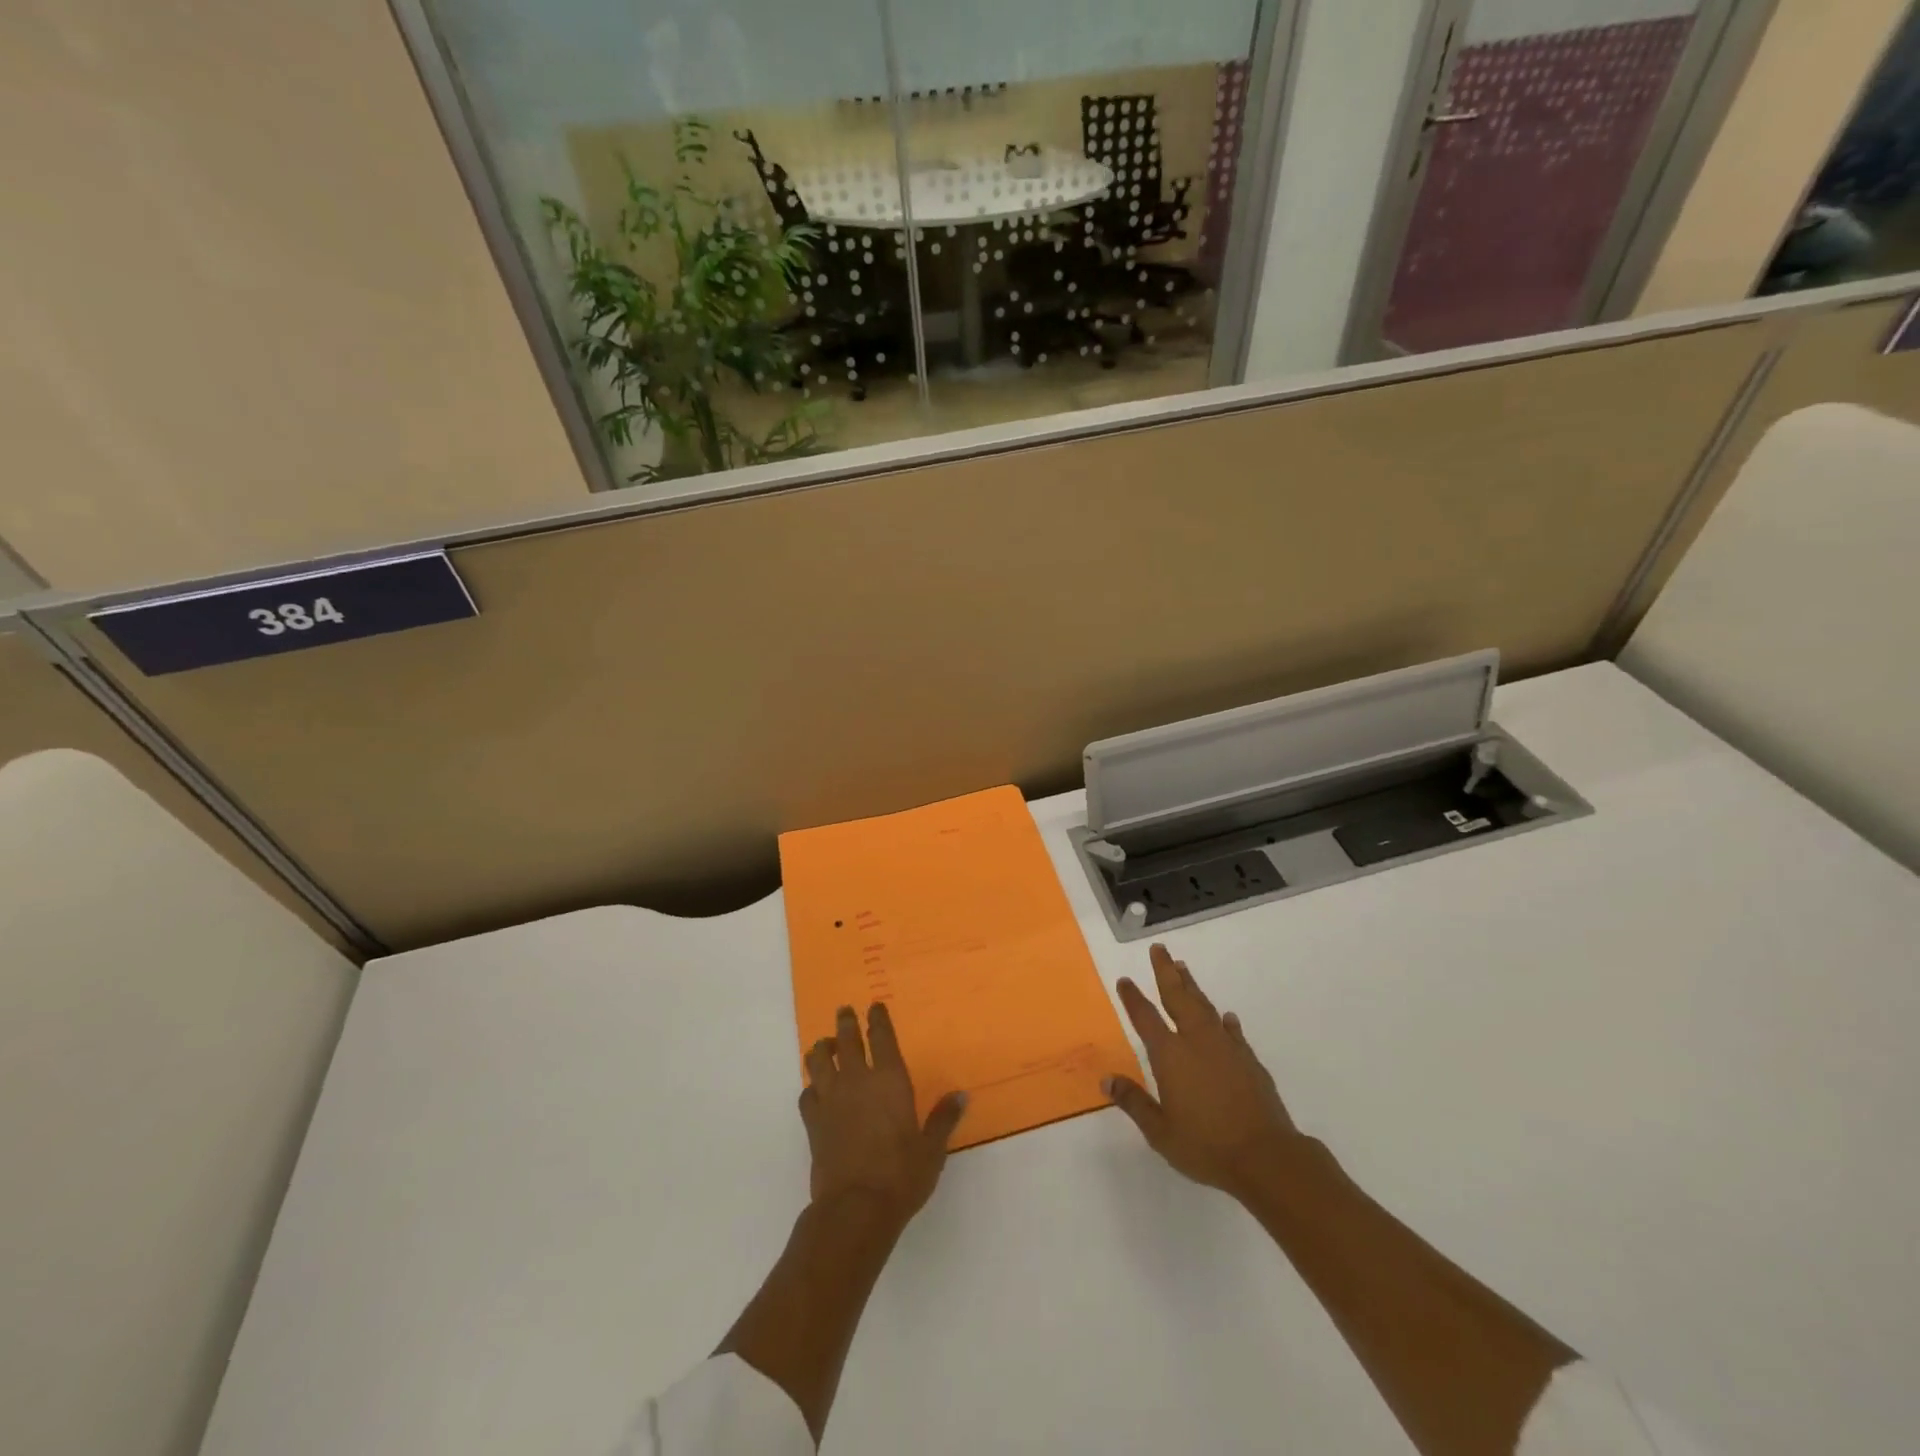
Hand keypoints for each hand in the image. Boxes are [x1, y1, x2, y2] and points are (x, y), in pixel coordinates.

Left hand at [800, 1003, 968, 1230]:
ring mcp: (831, 1100)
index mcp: (889, 1080)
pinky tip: (814, 1089)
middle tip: (844, 1011)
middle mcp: (857, 1081)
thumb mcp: (932, 1149)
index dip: (877, 1019)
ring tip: (824, 1045)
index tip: (874, 1006)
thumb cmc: (900, 1175)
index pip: (881, 1037)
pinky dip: (811, 1087)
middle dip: (845, 1023)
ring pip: (819, 1061)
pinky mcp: (813, 1123)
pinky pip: (807, 1094)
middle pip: (846, 1040)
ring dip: (822, 1049)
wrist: (855, 1208)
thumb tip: (961, 1095)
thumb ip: (943, 1119)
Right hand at [1105, 944, 1302, 1200]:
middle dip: (1166, 971)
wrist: (1267, 1157)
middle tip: (1159, 949)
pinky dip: (1226, 1021)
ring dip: (1192, 986)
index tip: (1125, 980)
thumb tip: (1107, 1079)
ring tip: (1183, 968)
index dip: (1133, 997)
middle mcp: (1196, 1041)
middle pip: (1178, 997)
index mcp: (1170, 1055)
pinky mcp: (1249, 1060)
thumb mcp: (1160, 1132)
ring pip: (1205, 1007)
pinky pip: (1233, 1031)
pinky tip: (1226, 1016)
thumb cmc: (1206, 1146)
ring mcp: (1226, 1048)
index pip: (1146, 1017)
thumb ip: (1134, 1102)